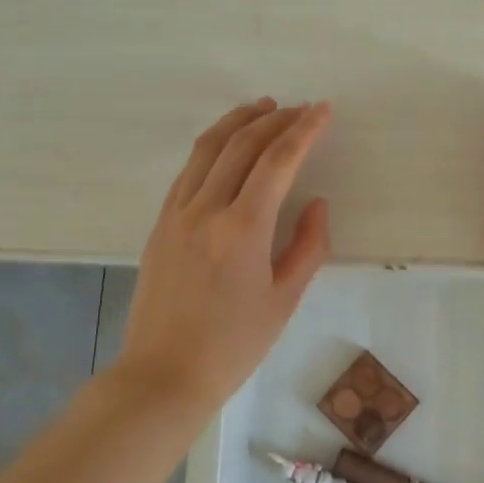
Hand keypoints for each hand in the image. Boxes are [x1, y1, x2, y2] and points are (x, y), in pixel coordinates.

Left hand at [115, 98, 332, 411]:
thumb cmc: (233, 345)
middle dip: (275, 120)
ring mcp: (176, 213)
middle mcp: (206, 209)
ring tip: (262, 108)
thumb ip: (307, 246)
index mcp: (242, 229)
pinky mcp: (160, 223)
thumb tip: (316, 204)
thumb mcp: (284, 300)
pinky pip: (188, 171)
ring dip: (238, 122)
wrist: (164, 375)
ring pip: (208, 149)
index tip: (322, 110)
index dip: (304, 131)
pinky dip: (211, 147)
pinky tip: (226, 146)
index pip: (277, 161)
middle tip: (300, 108)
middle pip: (242, 145)